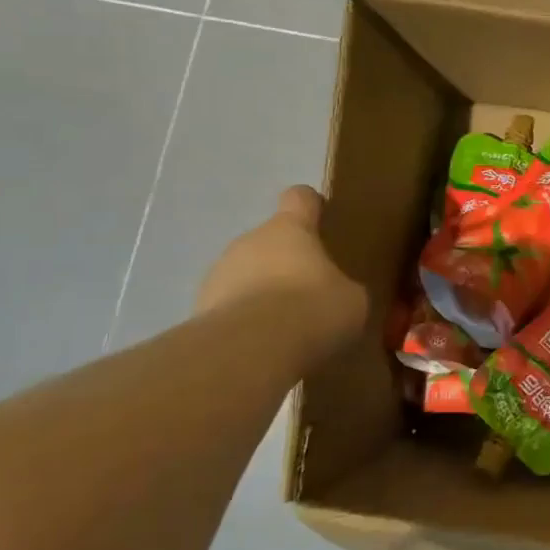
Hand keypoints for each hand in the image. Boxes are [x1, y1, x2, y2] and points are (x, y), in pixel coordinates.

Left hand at [196, 186, 366, 356]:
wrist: (250, 351)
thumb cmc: (312, 309)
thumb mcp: (351, 299)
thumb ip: (343, 288)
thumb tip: (338, 295)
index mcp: (289, 228)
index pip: (299, 198)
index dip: (311, 206)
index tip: (323, 218)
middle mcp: (249, 241)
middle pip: (269, 241)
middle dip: (286, 262)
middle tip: (310, 292)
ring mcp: (217, 275)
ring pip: (245, 274)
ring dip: (262, 292)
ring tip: (285, 326)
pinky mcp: (198, 310)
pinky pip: (229, 308)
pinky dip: (245, 322)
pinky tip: (263, 347)